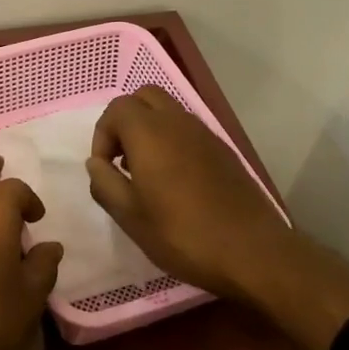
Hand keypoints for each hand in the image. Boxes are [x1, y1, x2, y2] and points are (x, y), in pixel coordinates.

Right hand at [86, 85, 297, 304]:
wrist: (252, 252)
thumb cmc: (183, 235)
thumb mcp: (131, 217)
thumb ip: (105, 184)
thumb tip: (96, 164)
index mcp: (150, 133)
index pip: (116, 109)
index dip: (102, 135)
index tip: (105, 169)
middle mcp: (177, 122)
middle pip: (144, 97)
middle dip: (125, 120)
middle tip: (122, 158)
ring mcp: (205, 133)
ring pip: (168, 110)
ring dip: (149, 129)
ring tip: (146, 171)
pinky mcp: (223, 149)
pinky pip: (188, 129)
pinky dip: (172, 139)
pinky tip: (174, 180)